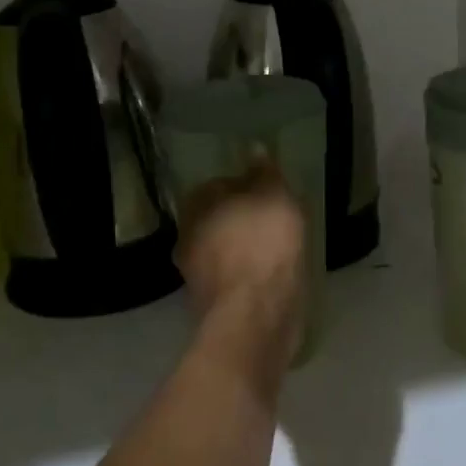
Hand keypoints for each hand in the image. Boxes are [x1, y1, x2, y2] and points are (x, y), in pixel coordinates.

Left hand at [176, 158, 307, 374]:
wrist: (255, 317)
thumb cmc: (263, 245)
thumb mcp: (274, 197)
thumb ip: (264, 173)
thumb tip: (254, 149)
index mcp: (196, 207)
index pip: (217, 185)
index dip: (244, 187)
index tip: (269, 193)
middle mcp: (187, 238)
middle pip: (218, 220)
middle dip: (242, 220)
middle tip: (276, 220)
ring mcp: (196, 276)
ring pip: (224, 251)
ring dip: (245, 249)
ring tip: (278, 249)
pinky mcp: (212, 306)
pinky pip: (233, 279)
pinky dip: (249, 276)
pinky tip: (272, 277)